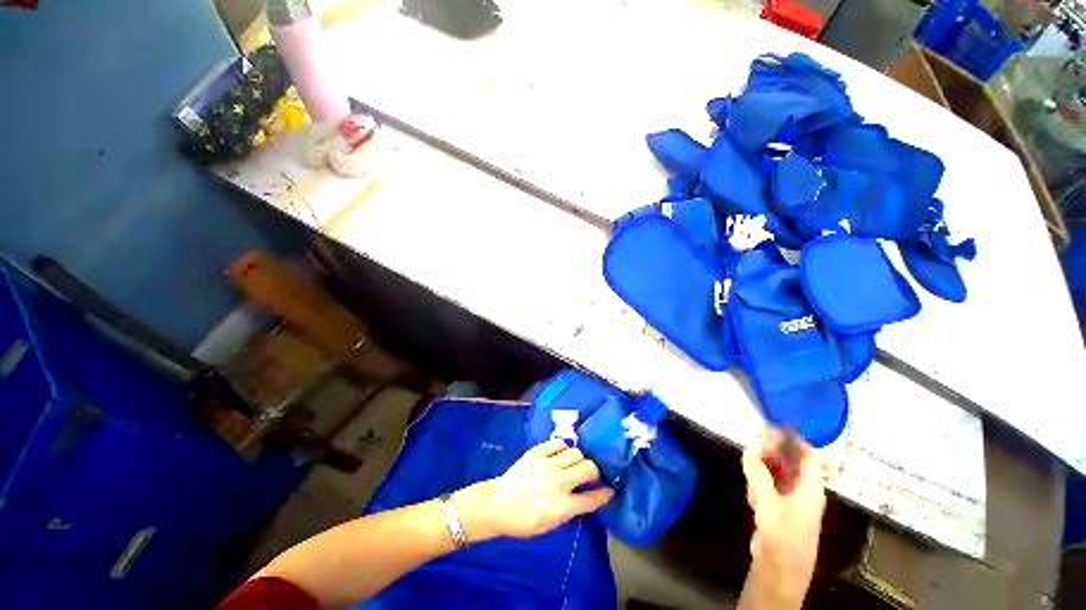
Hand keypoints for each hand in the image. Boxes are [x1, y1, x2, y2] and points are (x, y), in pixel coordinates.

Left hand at [454, 439, 613, 540]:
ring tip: (574, 463)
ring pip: (576, 452)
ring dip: (579, 458)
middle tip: (590, 474)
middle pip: (589, 467)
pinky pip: (558, 443)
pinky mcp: (537, 452)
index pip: (592, 498)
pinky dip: (563, 447)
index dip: (604, 493)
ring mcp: (547, 464)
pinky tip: (561, 453)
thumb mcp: (551, 524)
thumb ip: (571, 509)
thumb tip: (585, 496)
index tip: (609, 489)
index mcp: (563, 506)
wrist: (498, 504)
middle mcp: (558, 483)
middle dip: (594, 471)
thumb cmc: (524, 521)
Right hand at [739, 429, 825, 608]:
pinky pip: (767, 485)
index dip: (790, 440)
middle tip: (751, 444)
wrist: (779, 571)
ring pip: (775, 471)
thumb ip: (757, 472)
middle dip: (771, 451)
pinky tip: (752, 499)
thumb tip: (748, 448)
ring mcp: (790, 499)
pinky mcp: (777, 507)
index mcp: (810, 488)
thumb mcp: (768, 501)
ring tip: (752, 483)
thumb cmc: (782, 536)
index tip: (767, 430)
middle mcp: (803, 490)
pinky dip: (758, 484)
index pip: (807, 455)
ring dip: (761, 470)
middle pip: (789, 460)